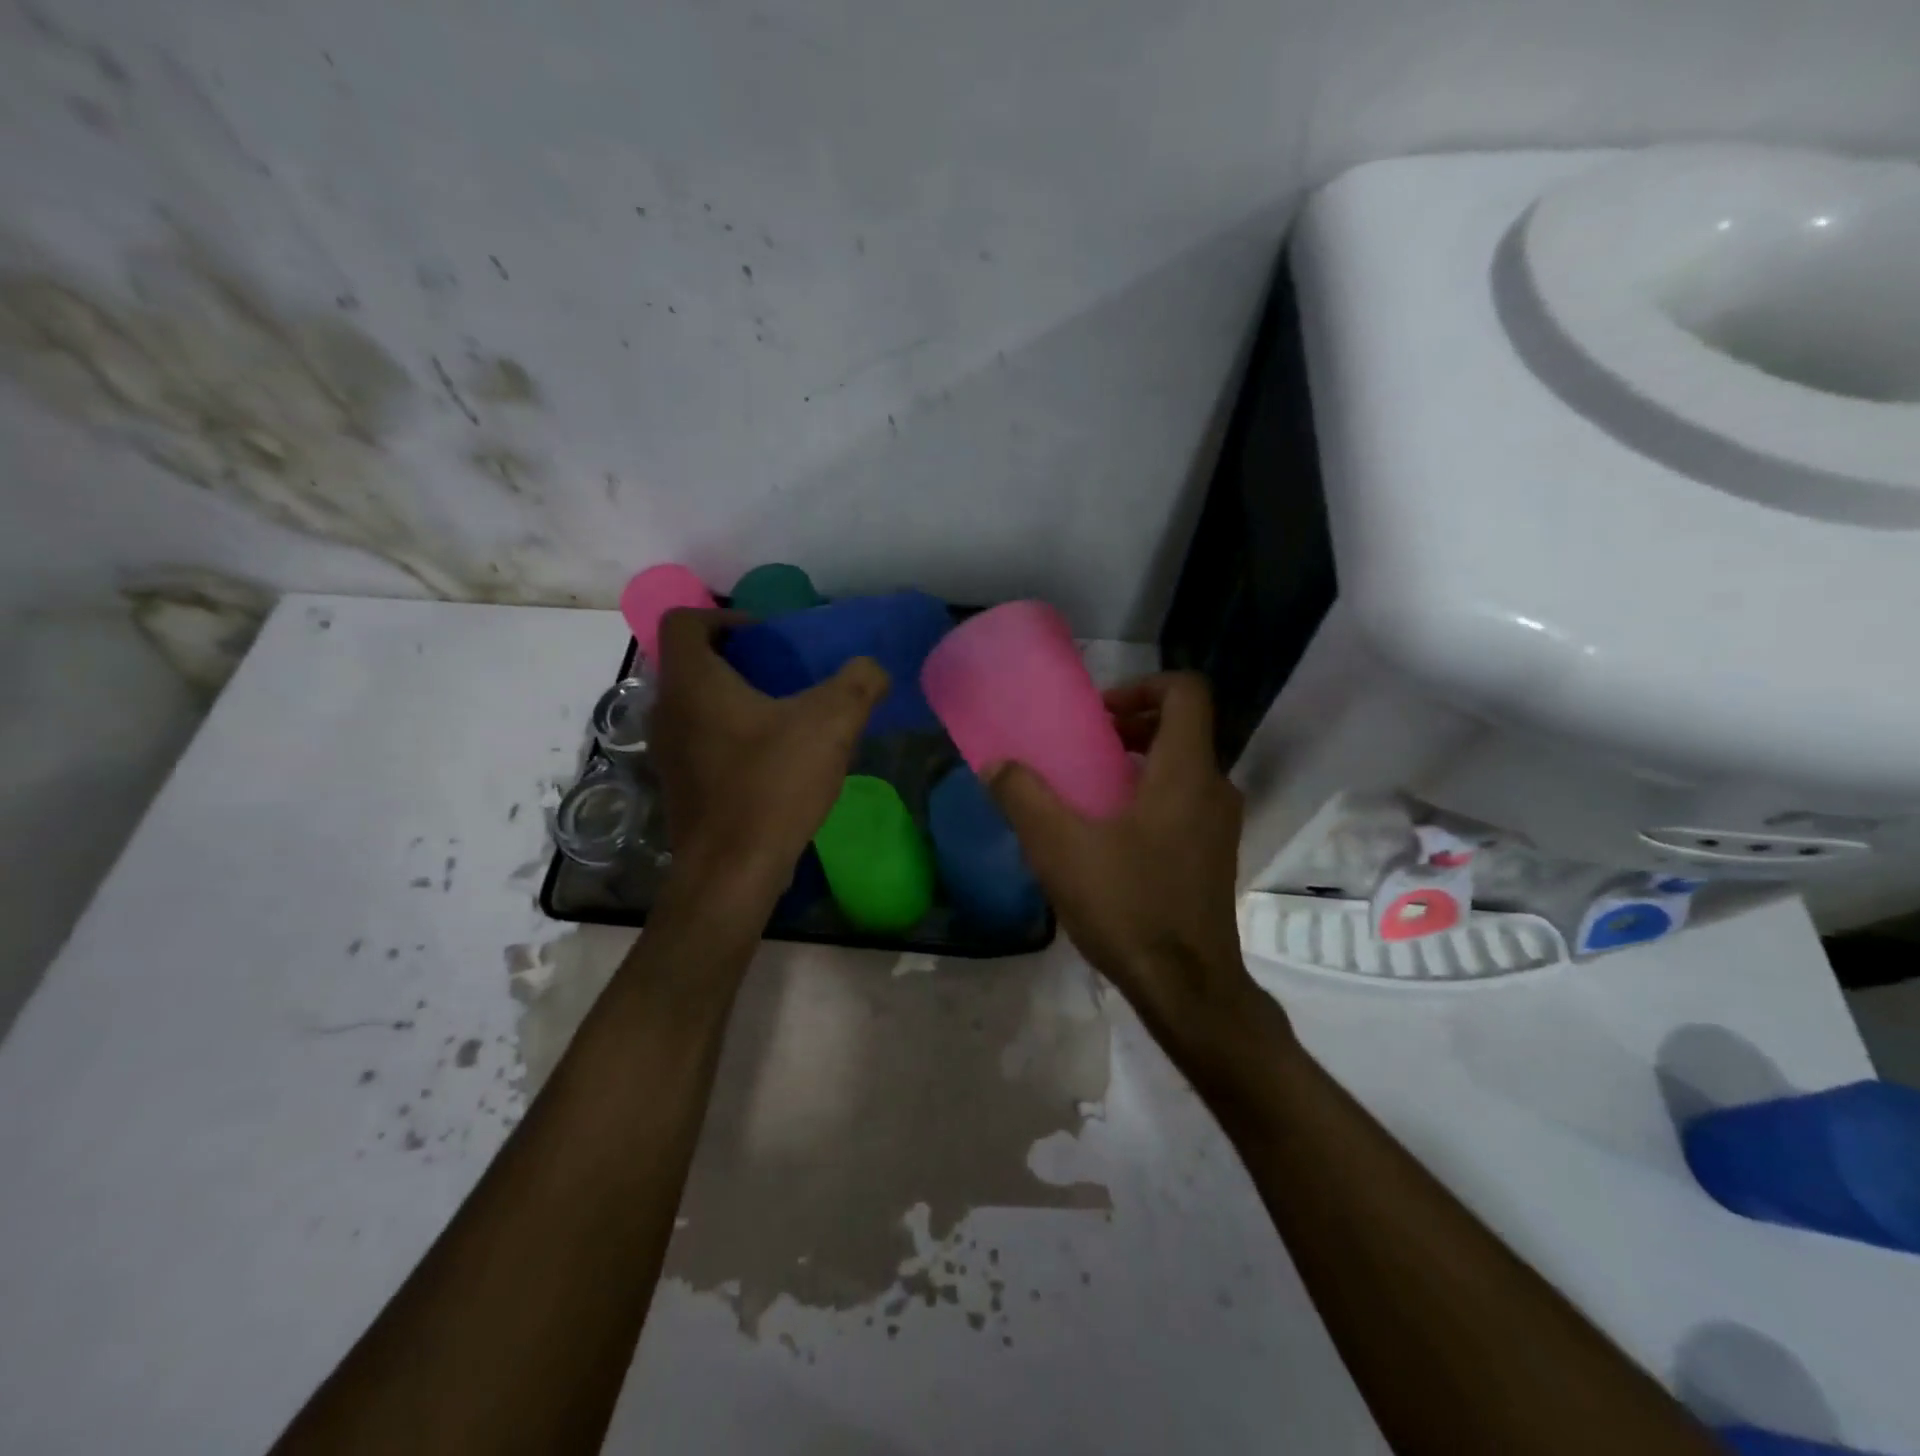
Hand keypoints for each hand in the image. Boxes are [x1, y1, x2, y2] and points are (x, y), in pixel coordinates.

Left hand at [650, 609, 886, 912]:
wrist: (732, 871)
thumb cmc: (772, 784)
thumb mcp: (830, 724)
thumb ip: (858, 684)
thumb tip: (872, 669)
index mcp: (693, 683)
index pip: (685, 622)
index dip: (724, 617)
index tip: (765, 636)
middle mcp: (667, 711)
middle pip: (689, 663)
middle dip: (734, 659)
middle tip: (780, 671)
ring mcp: (667, 752)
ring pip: (694, 704)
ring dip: (731, 698)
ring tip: (781, 714)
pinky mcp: (678, 786)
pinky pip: (699, 740)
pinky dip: (727, 734)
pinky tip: (770, 759)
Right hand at [986, 672, 1262, 1039]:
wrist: (1187, 988)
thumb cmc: (1128, 906)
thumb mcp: (1060, 848)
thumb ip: (1023, 797)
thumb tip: (996, 764)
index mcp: (1185, 771)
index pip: (1186, 692)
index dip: (1143, 685)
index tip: (1100, 713)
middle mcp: (1214, 788)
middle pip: (1183, 727)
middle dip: (1133, 723)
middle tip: (1087, 743)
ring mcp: (1220, 825)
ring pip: (1184, 766)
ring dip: (1140, 761)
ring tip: (1091, 787)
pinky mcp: (1214, 856)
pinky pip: (1186, 801)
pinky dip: (1151, 794)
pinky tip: (1110, 834)